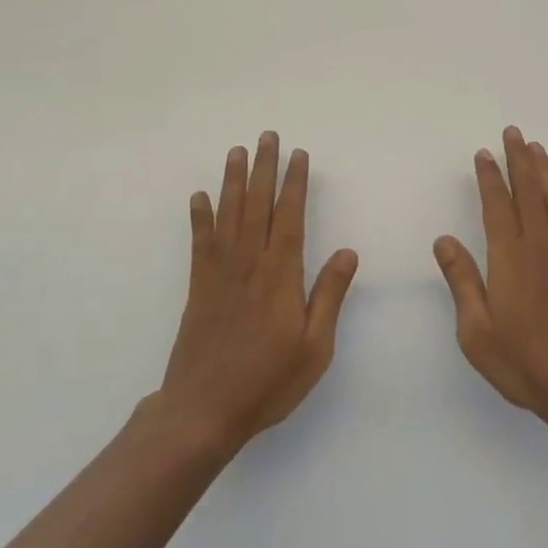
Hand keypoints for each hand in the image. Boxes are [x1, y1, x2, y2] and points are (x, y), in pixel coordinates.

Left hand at [161, 133, 359, 451]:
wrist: (203, 411)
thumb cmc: (267, 381)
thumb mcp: (315, 347)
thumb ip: (329, 295)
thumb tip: (348, 252)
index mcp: (281, 274)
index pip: (290, 216)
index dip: (294, 183)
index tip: (299, 155)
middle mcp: (249, 263)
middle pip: (257, 205)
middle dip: (264, 168)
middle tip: (267, 136)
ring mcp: (219, 273)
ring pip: (228, 214)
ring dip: (233, 180)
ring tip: (237, 151)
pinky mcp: (198, 287)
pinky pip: (200, 242)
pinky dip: (200, 217)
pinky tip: (199, 196)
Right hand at [434, 127, 547, 429]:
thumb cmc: (523, 361)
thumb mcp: (476, 330)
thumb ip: (461, 280)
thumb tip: (443, 239)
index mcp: (510, 257)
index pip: (497, 205)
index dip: (489, 177)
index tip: (483, 153)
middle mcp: (540, 245)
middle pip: (528, 191)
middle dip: (518, 159)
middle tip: (513, 132)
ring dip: (545, 172)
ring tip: (537, 148)